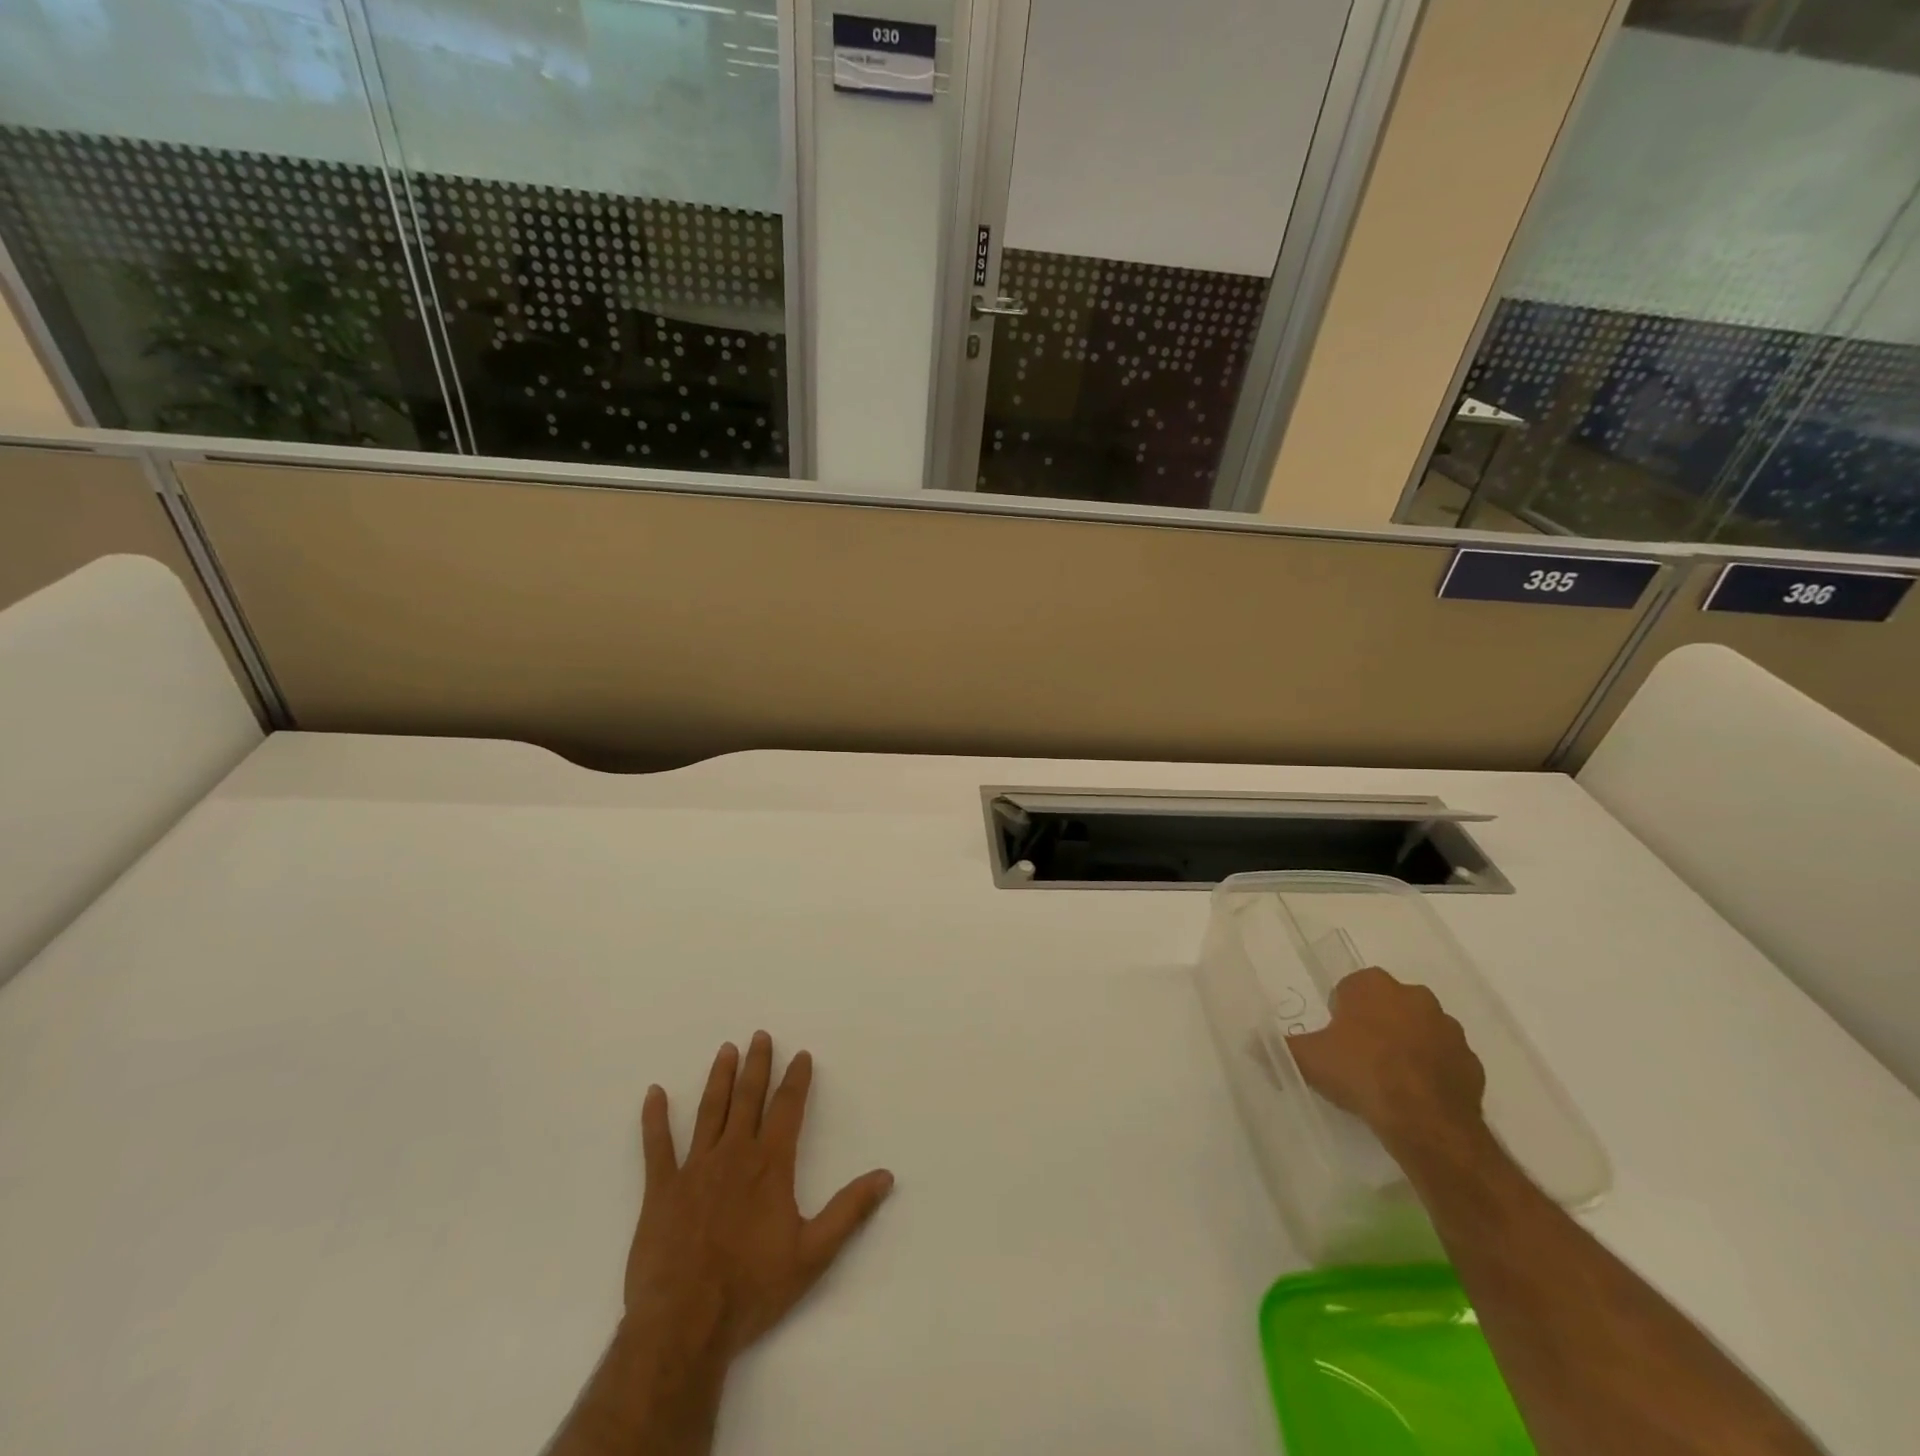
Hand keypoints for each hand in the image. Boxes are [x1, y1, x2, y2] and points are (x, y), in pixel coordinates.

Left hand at [623, 1032, 894, 1365]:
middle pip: (748, 1098)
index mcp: (770, 1165)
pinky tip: (654, 1093)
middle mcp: (734, 1154)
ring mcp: (694, 1168)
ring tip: (726, 1050)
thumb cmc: (752, 1288)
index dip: (796, 1080)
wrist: (684, 1323)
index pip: (787, 1108)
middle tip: (760, 1035)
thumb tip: (885, 1176)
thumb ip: (850, 1211)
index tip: (802, 1055)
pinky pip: (656, 1146)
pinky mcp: (661, 1189)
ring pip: (710, 1111)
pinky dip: (655, 1118)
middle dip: (757, 1065)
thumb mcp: (813, 1254)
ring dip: (720, 1078)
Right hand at [1286, 967, 1486, 1148]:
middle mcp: (1414, 996)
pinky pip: (1444, 1060)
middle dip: (1376, 1024)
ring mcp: (1448, 1028)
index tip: (1335, 1037)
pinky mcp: (1472, 1062)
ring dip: (1406, 1045)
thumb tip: (1251, 1042)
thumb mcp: (1308, 1059)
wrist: (1425, 1120)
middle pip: (1388, 1004)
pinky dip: (1432, 1071)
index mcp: (1373, 985)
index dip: (1341, 1011)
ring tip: (1388, 1079)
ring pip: (1420, 1030)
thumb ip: (1280, 1047)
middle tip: (1358, 1056)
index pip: (1351, 987)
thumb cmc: (1360, 1073)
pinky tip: (1415, 1095)